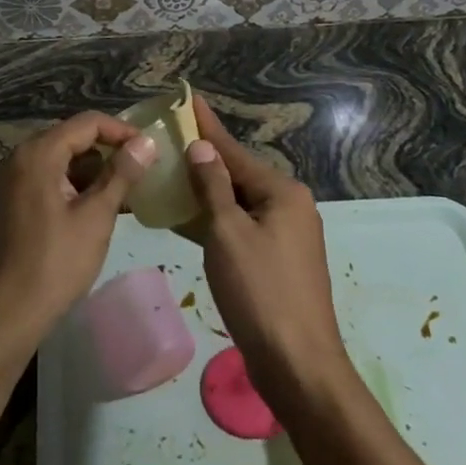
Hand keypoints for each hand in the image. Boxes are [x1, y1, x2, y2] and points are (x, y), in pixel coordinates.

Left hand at [0, 112, 158, 354]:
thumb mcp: (96, 217)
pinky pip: (47, 180)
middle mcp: (19, 158)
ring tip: (125, 195)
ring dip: (92, 173)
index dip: (123, 131)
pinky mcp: (9, 202)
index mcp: (37, 153)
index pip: (88, 123)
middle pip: (72, 139)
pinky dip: (73, 188)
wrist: (4, 315)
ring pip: (60, 161)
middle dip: (108, 152)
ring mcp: (10, 181)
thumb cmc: (55, 264)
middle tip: (141, 173)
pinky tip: (96, 211)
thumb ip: (121, 175)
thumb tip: (147, 142)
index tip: (151, 150)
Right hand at [184, 96, 349, 415]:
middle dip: (204, 160)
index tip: (188, 100)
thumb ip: (213, 187)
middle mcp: (290, 207)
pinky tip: (188, 218)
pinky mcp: (277, 262)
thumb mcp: (228, 233)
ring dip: (206, 192)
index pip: (235, 151)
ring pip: (238, 203)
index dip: (207, 127)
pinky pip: (241, 228)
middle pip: (238, 175)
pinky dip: (215, 221)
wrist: (297, 364)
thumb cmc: (260, 292)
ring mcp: (286, 236)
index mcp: (283, 193)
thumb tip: (202, 147)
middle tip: (168, 140)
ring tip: (170, 174)